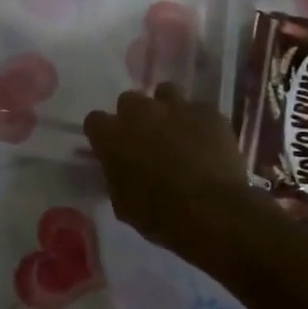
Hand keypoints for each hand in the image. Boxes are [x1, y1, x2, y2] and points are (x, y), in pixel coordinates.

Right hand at [84, 83, 253, 254]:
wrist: (212, 212)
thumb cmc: (160, 215)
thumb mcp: (123, 203)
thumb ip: (115, 176)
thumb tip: (117, 168)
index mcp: (112, 136)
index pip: (94, 121)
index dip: (103, 134)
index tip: (111, 148)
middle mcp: (140, 112)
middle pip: (129, 100)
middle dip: (134, 117)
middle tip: (145, 139)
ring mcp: (176, 107)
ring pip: (165, 92)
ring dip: (166, 109)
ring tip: (176, 131)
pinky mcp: (208, 111)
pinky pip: (198, 109)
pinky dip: (198, 122)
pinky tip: (205, 141)